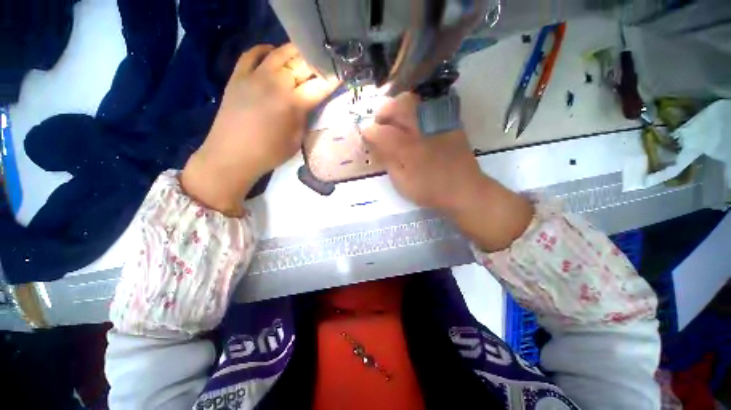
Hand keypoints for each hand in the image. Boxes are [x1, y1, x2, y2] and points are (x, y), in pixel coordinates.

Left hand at [182, 44, 337, 215]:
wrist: (232, 155)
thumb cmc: (270, 153)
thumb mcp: (297, 139)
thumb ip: (304, 118)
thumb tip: (307, 103)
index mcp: (293, 103)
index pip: (319, 86)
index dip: (332, 79)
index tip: (341, 75)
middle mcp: (275, 83)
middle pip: (301, 64)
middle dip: (316, 63)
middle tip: (324, 64)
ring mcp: (254, 76)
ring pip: (279, 53)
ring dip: (295, 52)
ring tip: (304, 55)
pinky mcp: (237, 76)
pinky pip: (251, 54)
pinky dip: (264, 50)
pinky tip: (272, 53)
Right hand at [362, 93, 482, 211]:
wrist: (463, 189)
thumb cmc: (429, 190)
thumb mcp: (402, 183)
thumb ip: (388, 162)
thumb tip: (376, 146)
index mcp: (407, 149)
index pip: (381, 132)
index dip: (369, 132)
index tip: (365, 135)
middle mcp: (421, 130)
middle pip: (397, 106)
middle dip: (383, 112)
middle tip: (380, 123)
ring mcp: (436, 123)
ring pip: (413, 100)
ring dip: (398, 106)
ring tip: (395, 119)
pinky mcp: (449, 122)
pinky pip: (428, 105)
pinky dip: (415, 109)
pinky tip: (414, 121)